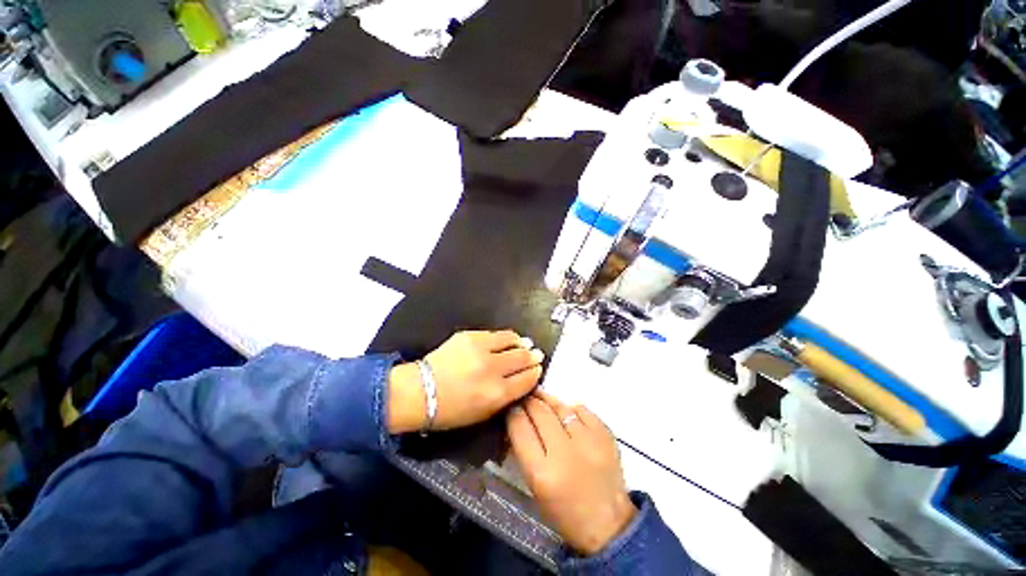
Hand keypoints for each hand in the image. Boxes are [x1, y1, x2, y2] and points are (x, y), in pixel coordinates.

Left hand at [386, 330, 543, 433]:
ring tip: (525, 344)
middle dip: (533, 356)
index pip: (526, 379)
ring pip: (512, 341)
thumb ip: (506, 396)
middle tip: (537, 354)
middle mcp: (493, 369)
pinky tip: (509, 338)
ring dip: (521, 343)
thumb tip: (522, 379)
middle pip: (522, 358)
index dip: (535, 373)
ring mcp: (481, 349)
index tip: (538, 369)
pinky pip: (496, 334)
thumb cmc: (452, 410)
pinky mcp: (470, 336)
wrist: (420, 391)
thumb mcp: (484, 413)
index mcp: (497, 394)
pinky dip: (506, 337)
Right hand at [507, 391, 635, 555]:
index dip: (512, 413)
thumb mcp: (534, 485)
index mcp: (542, 473)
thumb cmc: (563, 510)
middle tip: (524, 399)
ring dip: (547, 401)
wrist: (607, 524)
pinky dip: (571, 408)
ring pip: (560, 407)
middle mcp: (564, 453)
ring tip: (541, 397)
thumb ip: (524, 450)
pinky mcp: (606, 435)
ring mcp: (588, 442)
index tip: (511, 408)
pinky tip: (566, 412)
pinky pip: (582, 409)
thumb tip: (517, 418)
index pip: (520, 427)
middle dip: (528, 402)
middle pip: (539, 411)